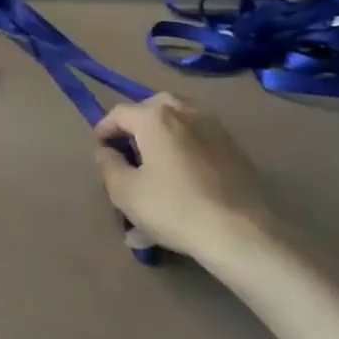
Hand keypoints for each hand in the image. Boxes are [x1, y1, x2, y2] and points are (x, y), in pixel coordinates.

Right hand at [94, 94, 278, 269]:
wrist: (239, 231)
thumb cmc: (173, 208)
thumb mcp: (125, 192)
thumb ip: (109, 165)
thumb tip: (106, 150)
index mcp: (156, 117)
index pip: (120, 112)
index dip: (105, 128)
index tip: (100, 148)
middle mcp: (186, 112)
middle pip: (154, 106)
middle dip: (137, 123)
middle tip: (129, 147)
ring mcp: (215, 128)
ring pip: (181, 118)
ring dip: (164, 132)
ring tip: (156, 159)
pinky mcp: (234, 148)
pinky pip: (200, 137)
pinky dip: (185, 146)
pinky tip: (183, 173)